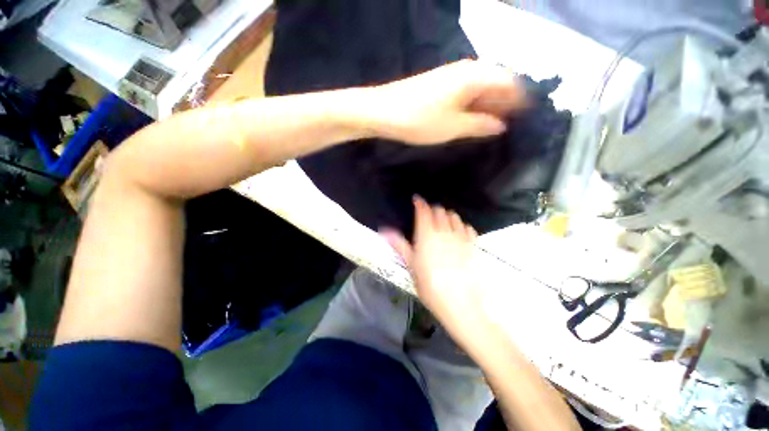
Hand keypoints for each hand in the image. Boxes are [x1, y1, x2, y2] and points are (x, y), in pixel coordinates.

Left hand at [368, 60, 526, 144]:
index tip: (530, 117)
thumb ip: (483, 125)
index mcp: (474, 77)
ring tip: (502, 123)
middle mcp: (467, 70)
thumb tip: (502, 125)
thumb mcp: (455, 126)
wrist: (379, 110)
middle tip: (517, 123)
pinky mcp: (444, 81)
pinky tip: (481, 116)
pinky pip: (471, 87)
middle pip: (499, 81)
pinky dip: (480, 100)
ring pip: (485, 84)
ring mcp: (454, 74)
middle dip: (509, 100)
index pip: (509, 81)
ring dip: (494, 101)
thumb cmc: (418, 118)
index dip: (522, 98)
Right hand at [381, 197, 485, 344]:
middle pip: (440, 211)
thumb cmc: (430, 286)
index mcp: (426, 234)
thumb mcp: (412, 267)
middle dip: (433, 210)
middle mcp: (444, 230)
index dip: (420, 203)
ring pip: (455, 217)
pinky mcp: (473, 244)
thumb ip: (400, 246)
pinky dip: (462, 227)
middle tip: (428, 217)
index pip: (424, 210)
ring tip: (443, 225)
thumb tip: (385, 231)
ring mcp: (461, 236)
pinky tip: (459, 235)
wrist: (458, 300)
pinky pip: (468, 227)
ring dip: (448, 217)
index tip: (416, 201)